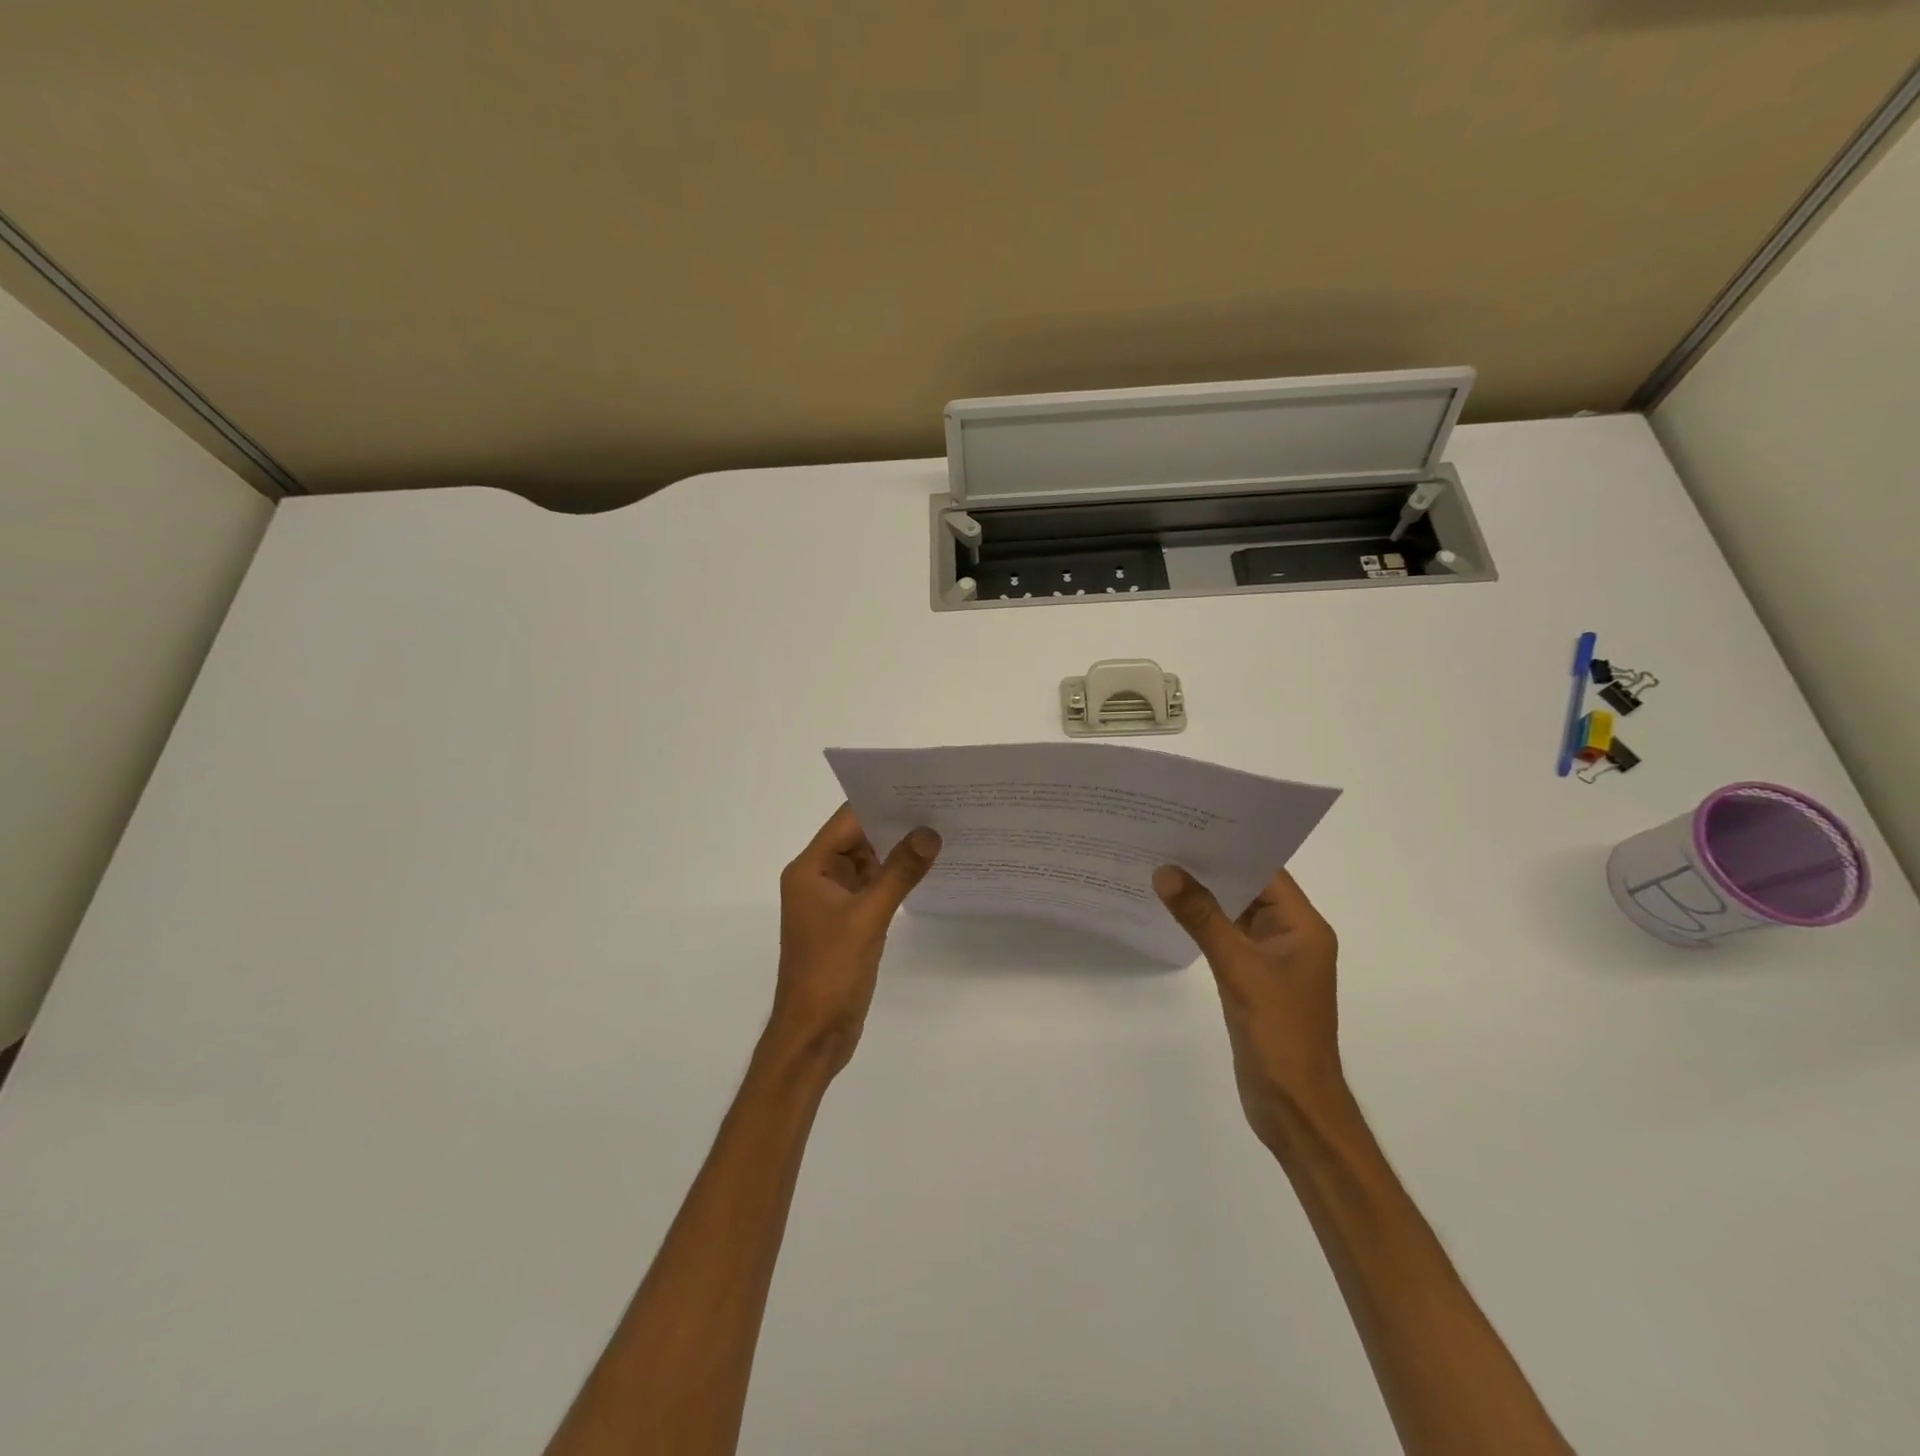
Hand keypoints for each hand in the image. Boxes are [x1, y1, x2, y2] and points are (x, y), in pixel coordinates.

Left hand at [769, 805, 940, 1075]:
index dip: (880, 804)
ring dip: (898, 854)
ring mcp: (833, 902)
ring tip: (941, 834)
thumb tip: (930, 833)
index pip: (846, 822)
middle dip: (895, 827)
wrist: (813, 1035)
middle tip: (940, 809)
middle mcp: (818, 878)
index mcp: (810, 869)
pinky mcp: (848, 922)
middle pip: (858, 839)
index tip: (920, 791)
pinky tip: (926, 872)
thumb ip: (899, 873)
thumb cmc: (830, 972)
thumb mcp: (868, 918)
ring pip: (868, 864)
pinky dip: (895, 880)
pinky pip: (873, 889)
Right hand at [1153, 865, 1345, 1148]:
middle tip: (1166, 841)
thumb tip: (1166, 872)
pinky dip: (1205, 926)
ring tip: (1162, 869)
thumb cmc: (1278, 1033)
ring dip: (1206, 897)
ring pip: (1237, 915)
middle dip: (1212, 869)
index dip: (1232, 847)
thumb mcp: (1239, 969)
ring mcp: (1273, 960)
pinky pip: (1229, 940)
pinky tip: (1174, 913)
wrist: (1293, 1107)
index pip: (1267, 872)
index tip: (1191, 825)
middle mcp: (1292, 936)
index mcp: (1303, 927)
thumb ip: (1202, 918)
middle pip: (1251, 889)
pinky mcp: (1255, 981)